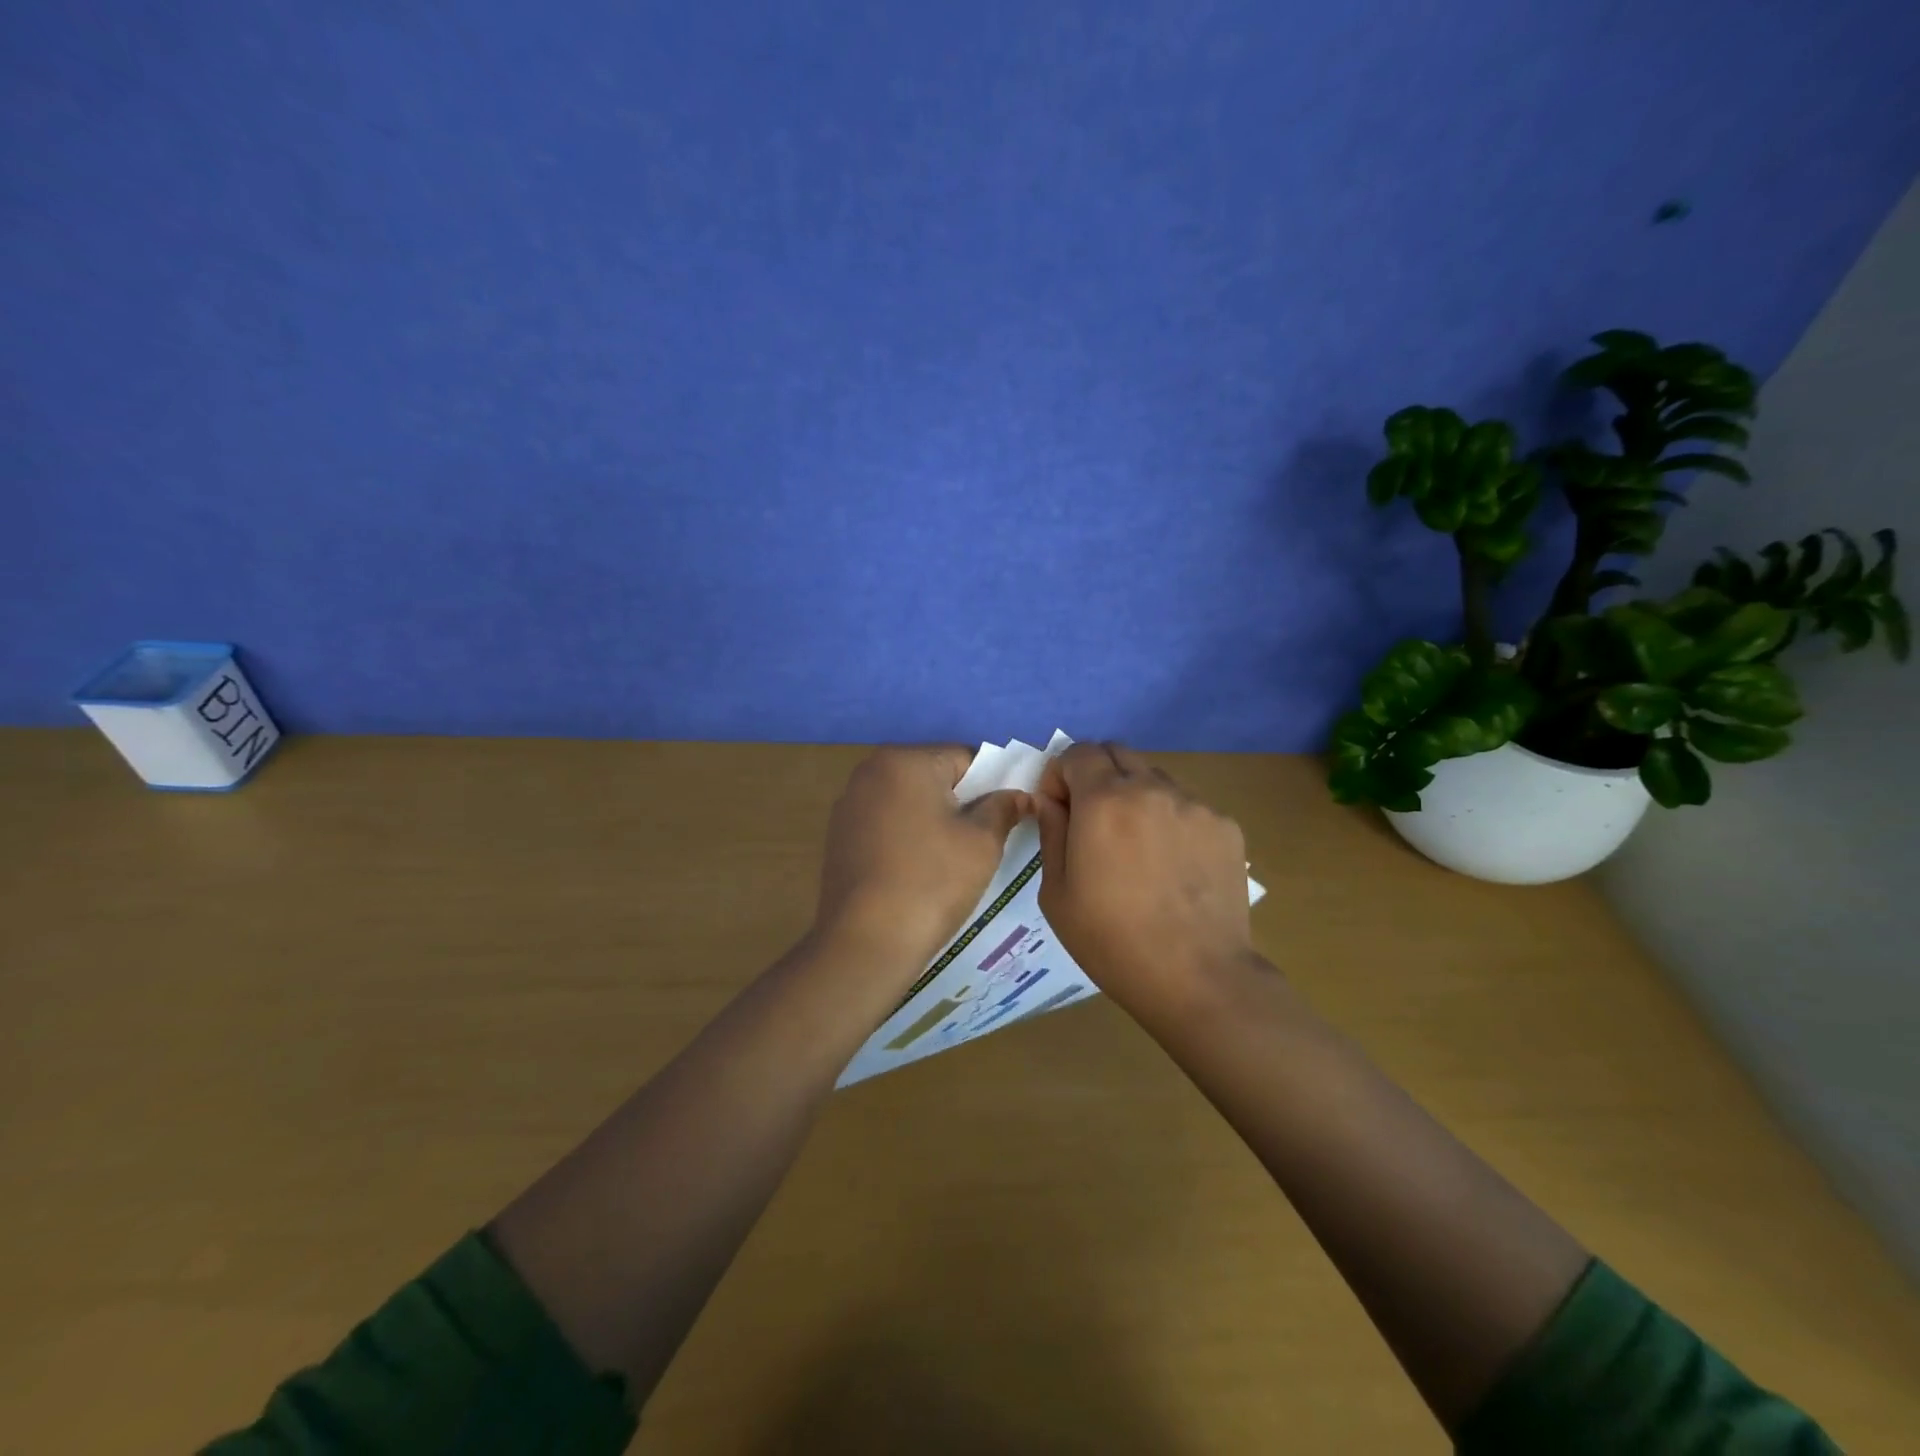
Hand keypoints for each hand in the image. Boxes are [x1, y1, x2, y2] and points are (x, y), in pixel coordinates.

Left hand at [812, 746, 1029, 977]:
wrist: (867, 942)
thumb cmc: (932, 881)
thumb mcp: (982, 842)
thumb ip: (1004, 808)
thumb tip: (1021, 795)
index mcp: (904, 760)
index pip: (965, 758)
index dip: (993, 785)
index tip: (1005, 817)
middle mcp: (870, 771)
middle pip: (934, 776)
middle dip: (961, 802)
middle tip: (982, 841)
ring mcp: (849, 804)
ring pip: (909, 801)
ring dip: (933, 820)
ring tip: (950, 860)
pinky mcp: (839, 836)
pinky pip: (886, 824)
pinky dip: (906, 837)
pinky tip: (917, 871)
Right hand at [1034, 742, 1253, 1009]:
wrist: (1197, 977)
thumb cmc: (1111, 940)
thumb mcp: (1056, 892)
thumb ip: (1051, 832)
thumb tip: (1051, 801)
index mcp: (1103, 800)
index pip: (1078, 751)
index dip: (1061, 774)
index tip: (1059, 808)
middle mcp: (1151, 787)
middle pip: (1117, 752)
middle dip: (1096, 775)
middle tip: (1093, 820)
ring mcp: (1194, 804)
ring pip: (1154, 777)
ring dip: (1134, 794)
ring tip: (1137, 846)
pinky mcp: (1225, 825)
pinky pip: (1187, 805)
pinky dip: (1170, 819)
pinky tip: (1172, 865)